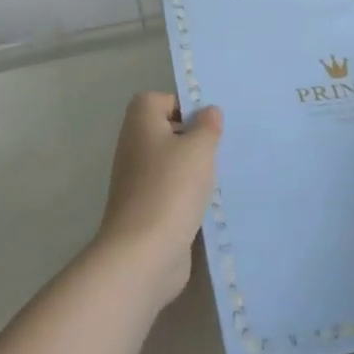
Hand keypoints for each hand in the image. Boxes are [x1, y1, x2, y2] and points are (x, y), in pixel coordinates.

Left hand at [97, 93, 222, 309]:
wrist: (144, 253)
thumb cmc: (171, 187)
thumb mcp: (200, 147)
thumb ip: (207, 125)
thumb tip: (208, 112)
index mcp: (141, 124)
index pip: (157, 99)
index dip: (182, 105)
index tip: (206, 122)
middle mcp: (134, 148)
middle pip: (165, 131)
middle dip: (194, 137)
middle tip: (219, 146)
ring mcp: (137, 182)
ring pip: (170, 163)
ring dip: (193, 168)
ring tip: (219, 174)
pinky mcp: (146, 210)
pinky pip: (171, 191)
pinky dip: (188, 194)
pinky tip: (209, 202)